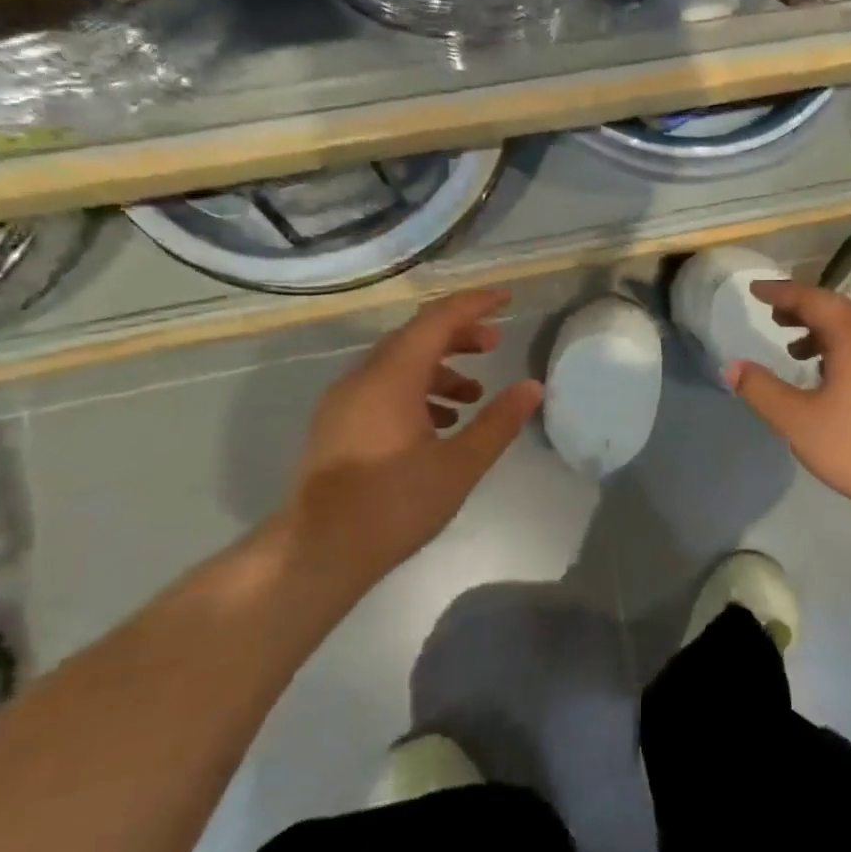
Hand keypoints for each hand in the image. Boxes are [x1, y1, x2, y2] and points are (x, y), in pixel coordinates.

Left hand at [274, 289, 542, 589]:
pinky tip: (441, 423)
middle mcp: (362, 378)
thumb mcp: (460, 465)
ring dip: (439, 367)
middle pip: (416, 337)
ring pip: (398, 364)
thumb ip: (498, 421)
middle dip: (459, 334)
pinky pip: (383, 388)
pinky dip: (417, 390)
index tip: (507, 298)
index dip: (474, 304)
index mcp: (391, 378)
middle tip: (495, 343)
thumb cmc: (394, 505)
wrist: (317, 553)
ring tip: (474, 392)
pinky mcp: (337, 425)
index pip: (437, 320)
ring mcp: (344, 402)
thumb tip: (533, 387)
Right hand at [726, 280, 850, 526]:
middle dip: (802, 308)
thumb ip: (761, 390)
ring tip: (793, 349)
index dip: (782, 292)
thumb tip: (732, 366)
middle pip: (836, 309)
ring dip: (820, 330)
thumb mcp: (797, 420)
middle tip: (772, 315)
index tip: (755, 289)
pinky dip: (839, 348)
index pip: (814, 300)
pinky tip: (824, 376)